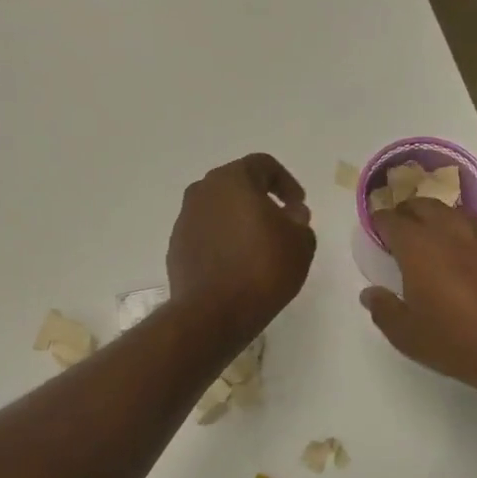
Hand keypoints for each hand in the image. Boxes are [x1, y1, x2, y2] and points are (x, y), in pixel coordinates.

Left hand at [166, 154, 315, 346]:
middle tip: (281, 224)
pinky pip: (206, 233)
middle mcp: (202, 191)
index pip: (263, 165)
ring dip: (239, 220)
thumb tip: (290, 214)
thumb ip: (300, 220)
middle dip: (261, 199)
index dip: (286, 182)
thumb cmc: (262, 268)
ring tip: (259, 247)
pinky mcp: (176, 246)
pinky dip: (222, 241)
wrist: (213, 312)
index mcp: (232, 180)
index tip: (298, 206)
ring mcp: (185, 219)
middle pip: (237, 185)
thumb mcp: (300, 243)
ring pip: (219, 209)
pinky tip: (237, 265)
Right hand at [360, 199, 476, 398]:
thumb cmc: (459, 342)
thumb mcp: (408, 336)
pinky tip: (476, 264)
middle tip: (403, 234)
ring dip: (441, 224)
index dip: (379, 223)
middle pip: (423, 205)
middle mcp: (452, 228)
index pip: (390, 219)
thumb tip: (370, 293)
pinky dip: (471, 240)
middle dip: (408, 214)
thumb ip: (384, 310)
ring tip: (438, 246)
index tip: (376, 231)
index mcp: (418, 244)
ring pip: (456, 215)